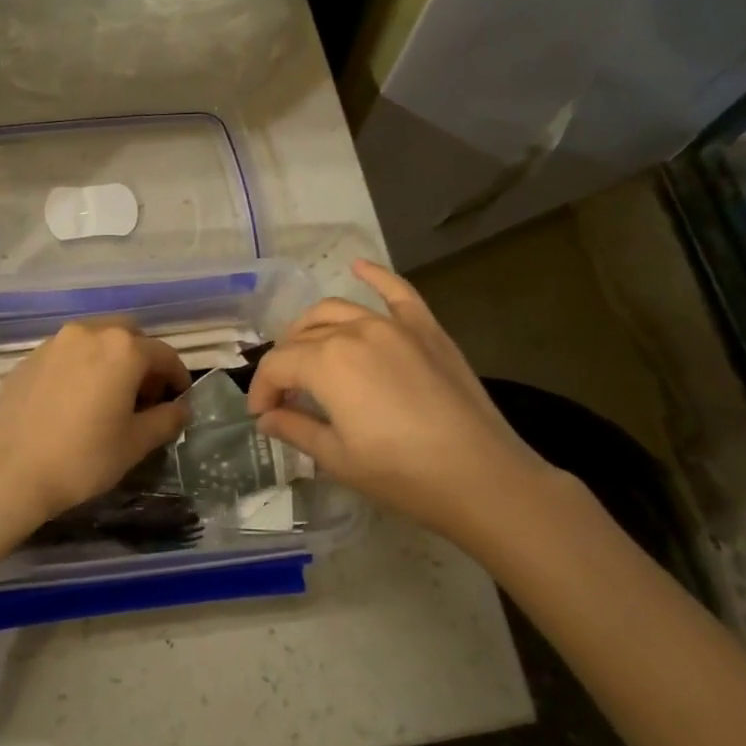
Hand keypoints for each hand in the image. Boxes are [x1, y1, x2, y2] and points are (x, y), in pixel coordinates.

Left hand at [0, 320, 190, 529]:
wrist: (9, 472)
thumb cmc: (82, 458)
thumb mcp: (135, 444)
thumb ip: (166, 419)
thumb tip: (181, 408)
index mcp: (122, 349)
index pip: (164, 354)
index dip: (178, 377)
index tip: (179, 400)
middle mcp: (89, 333)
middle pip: (129, 336)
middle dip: (143, 361)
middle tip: (144, 396)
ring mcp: (54, 343)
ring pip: (95, 340)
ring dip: (110, 360)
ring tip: (108, 397)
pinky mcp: (28, 358)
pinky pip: (66, 354)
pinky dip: (80, 367)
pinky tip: (74, 401)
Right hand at [247, 260, 563, 547]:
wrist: (483, 479)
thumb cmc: (402, 474)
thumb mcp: (337, 458)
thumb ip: (295, 428)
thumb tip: (267, 417)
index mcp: (326, 362)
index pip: (277, 366)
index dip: (262, 390)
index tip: (262, 416)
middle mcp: (355, 331)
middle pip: (303, 336)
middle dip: (285, 364)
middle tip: (285, 395)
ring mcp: (394, 325)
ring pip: (338, 311)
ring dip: (312, 327)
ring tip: (306, 350)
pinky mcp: (426, 329)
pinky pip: (397, 292)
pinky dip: (375, 276)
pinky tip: (358, 266)